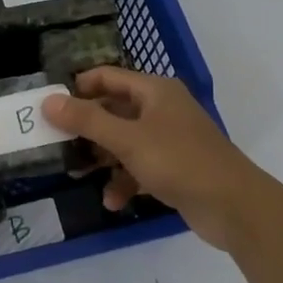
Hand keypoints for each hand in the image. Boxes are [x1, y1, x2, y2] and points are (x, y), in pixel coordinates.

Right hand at [43, 67, 280, 250]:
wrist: (235, 205)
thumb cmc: (179, 161)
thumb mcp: (128, 140)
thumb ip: (87, 121)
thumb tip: (48, 101)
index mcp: (154, 91)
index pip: (107, 77)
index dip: (78, 88)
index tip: (50, 107)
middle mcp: (162, 109)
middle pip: (113, 110)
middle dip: (87, 128)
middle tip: (57, 143)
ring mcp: (169, 139)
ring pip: (124, 141)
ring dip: (104, 159)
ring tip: (78, 175)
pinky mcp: (174, 167)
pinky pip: (139, 167)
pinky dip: (125, 180)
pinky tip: (113, 201)